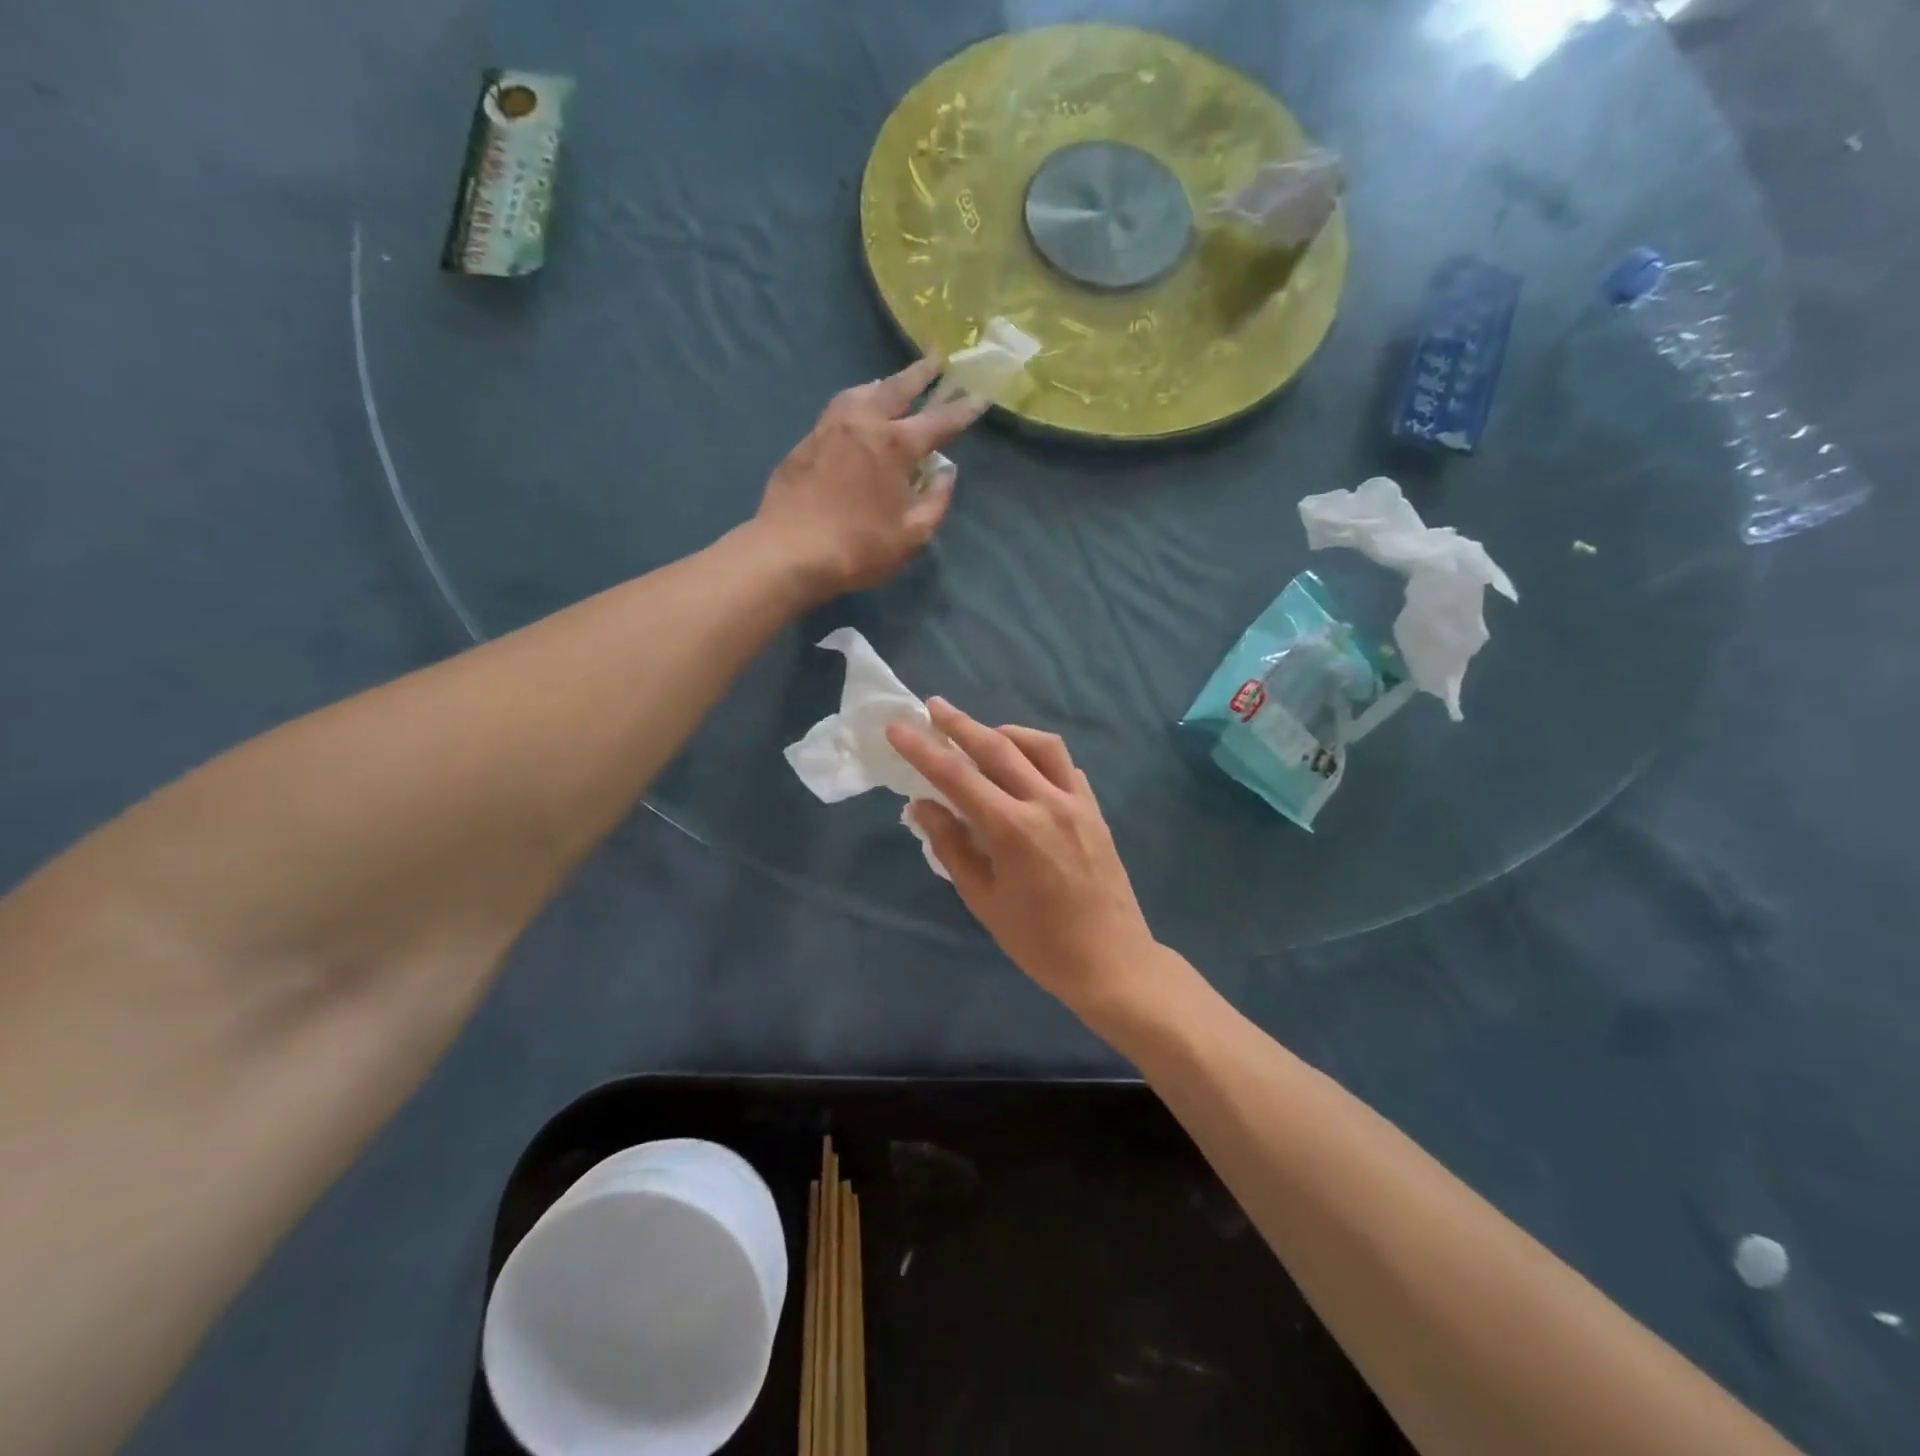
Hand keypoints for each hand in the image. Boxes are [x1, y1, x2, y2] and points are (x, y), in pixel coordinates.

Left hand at [755, 359, 983, 601]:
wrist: (789, 552)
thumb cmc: (859, 548)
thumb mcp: (912, 536)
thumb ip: (936, 501)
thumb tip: (945, 473)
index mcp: (894, 444)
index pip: (938, 422)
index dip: (962, 410)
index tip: (979, 396)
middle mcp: (863, 423)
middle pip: (896, 389)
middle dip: (919, 374)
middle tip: (935, 360)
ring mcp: (829, 428)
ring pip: (861, 392)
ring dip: (883, 384)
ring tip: (892, 384)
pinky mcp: (805, 442)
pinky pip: (837, 410)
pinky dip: (856, 403)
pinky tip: (856, 414)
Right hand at [886, 699, 1161, 1021]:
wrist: (1111, 962)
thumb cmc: (1039, 942)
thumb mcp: (984, 901)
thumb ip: (952, 847)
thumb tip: (922, 806)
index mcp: (1014, 829)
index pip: (958, 777)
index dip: (923, 749)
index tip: (898, 727)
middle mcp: (1047, 803)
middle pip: (998, 747)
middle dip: (960, 724)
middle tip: (933, 707)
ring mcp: (1077, 803)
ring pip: (1041, 745)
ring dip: (1007, 732)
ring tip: (983, 735)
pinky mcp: (1095, 811)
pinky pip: (1066, 767)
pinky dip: (1040, 756)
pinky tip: (1026, 768)